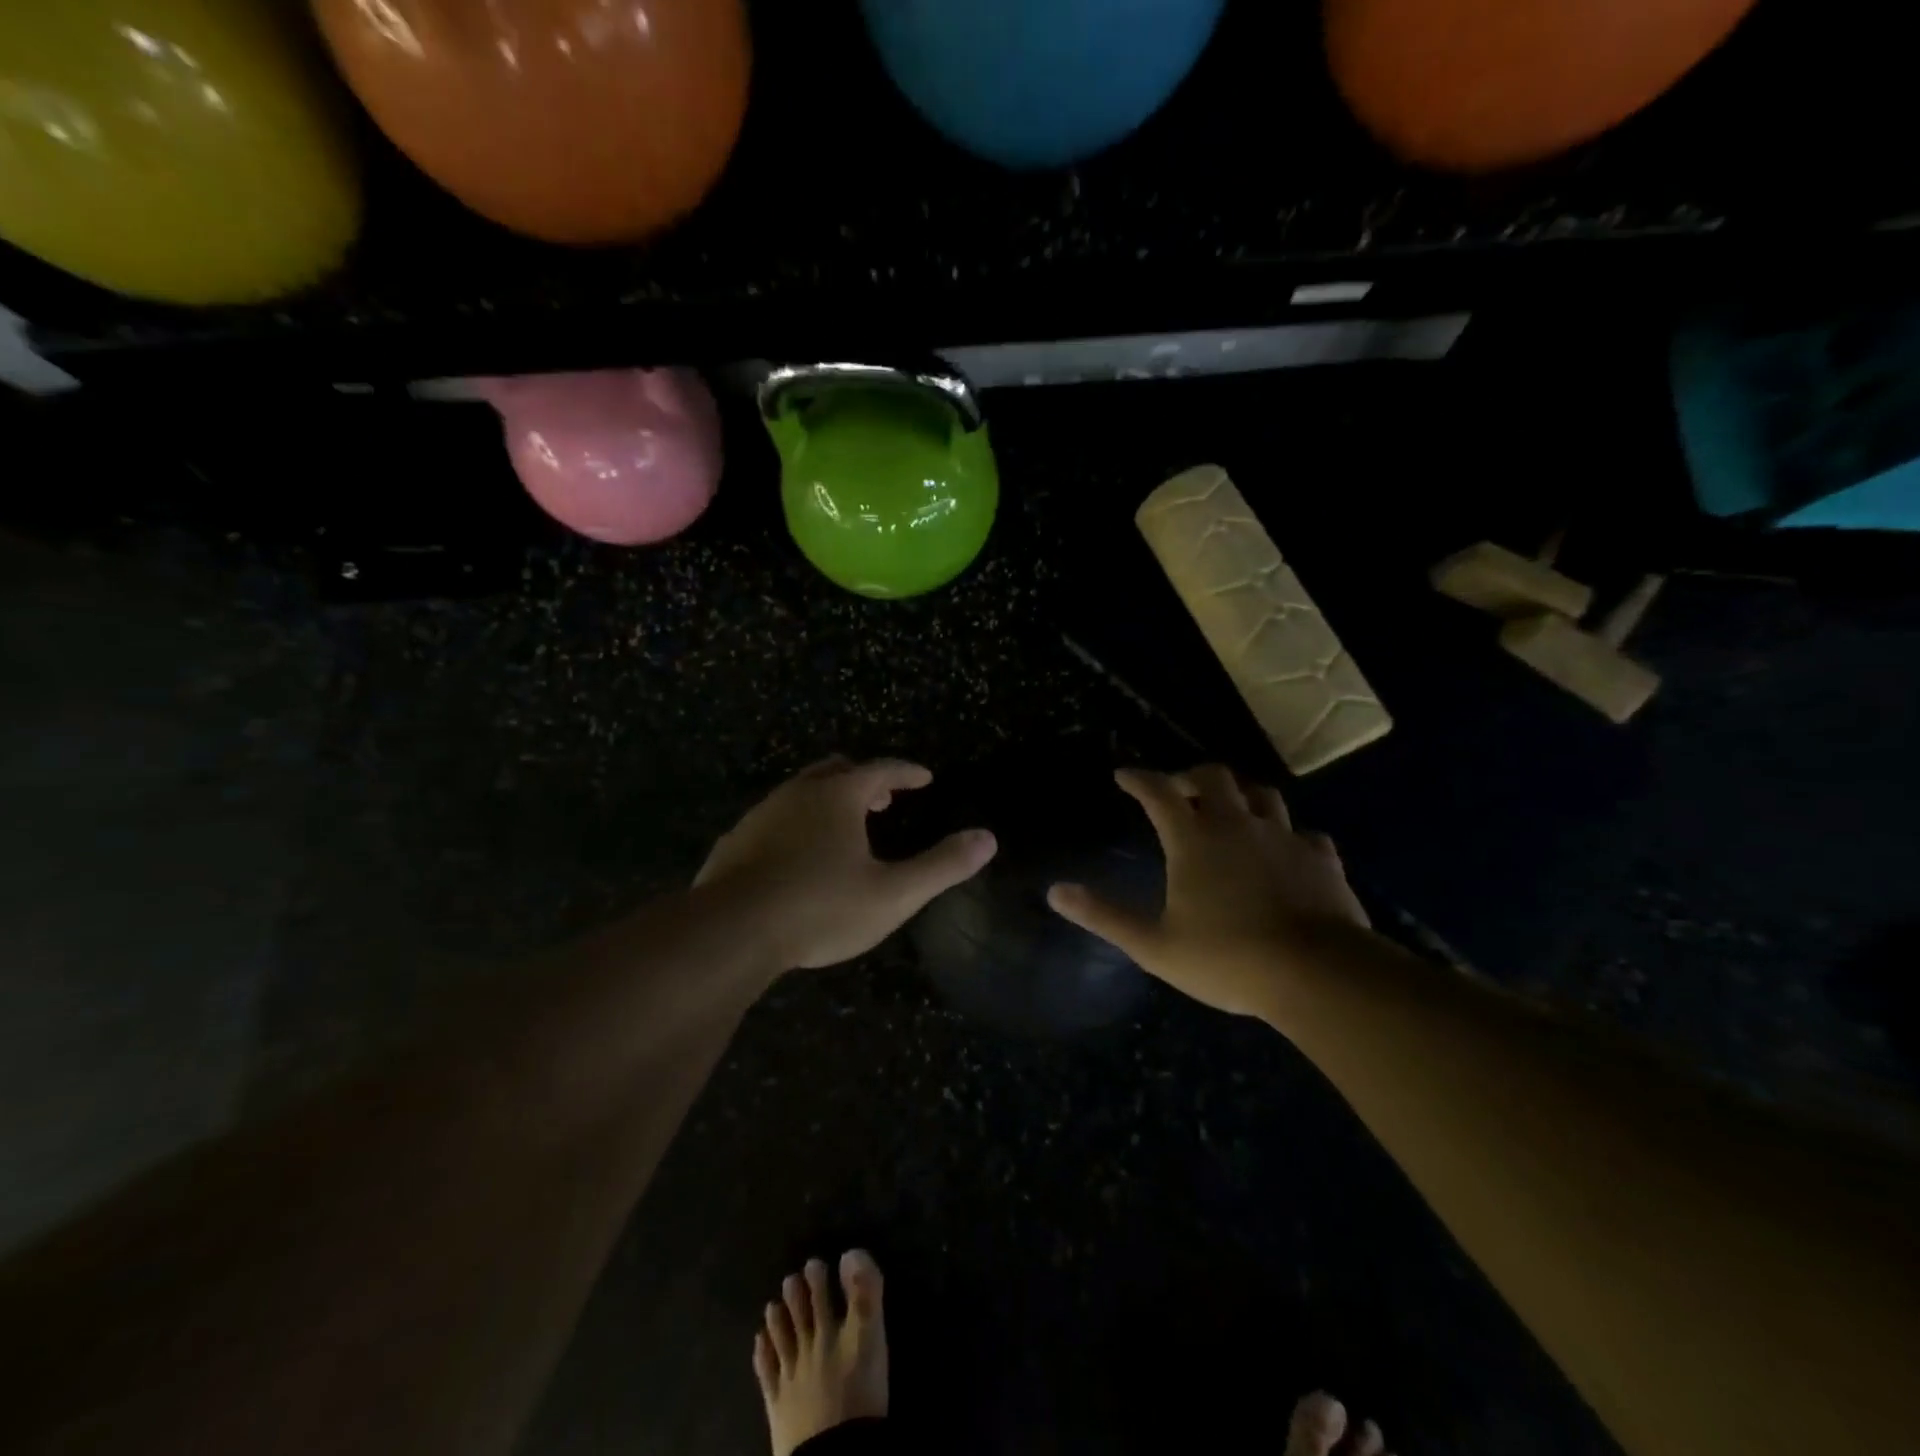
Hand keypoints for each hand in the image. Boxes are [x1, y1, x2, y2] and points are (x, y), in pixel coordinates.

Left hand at [694, 756, 996, 971]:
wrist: (732, 931)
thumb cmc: (822, 907)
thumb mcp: (893, 893)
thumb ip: (942, 865)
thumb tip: (987, 839)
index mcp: (839, 796)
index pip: (882, 769)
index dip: (907, 772)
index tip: (924, 778)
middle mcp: (799, 793)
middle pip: (837, 770)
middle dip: (865, 779)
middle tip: (884, 800)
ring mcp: (762, 814)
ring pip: (802, 791)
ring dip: (829, 800)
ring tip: (845, 828)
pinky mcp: (736, 840)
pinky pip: (775, 818)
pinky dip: (797, 823)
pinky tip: (797, 856)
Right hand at [1047, 765, 1367, 1017]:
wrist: (1318, 975)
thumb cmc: (1227, 959)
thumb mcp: (1154, 945)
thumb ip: (1104, 915)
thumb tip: (1055, 892)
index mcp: (1194, 839)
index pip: (1158, 792)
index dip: (1138, 779)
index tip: (1123, 775)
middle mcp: (1237, 825)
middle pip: (1214, 777)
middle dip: (1190, 777)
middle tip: (1179, 792)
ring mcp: (1284, 838)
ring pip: (1263, 795)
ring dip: (1241, 796)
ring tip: (1231, 811)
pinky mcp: (1321, 859)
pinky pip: (1304, 833)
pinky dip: (1288, 835)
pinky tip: (1285, 850)